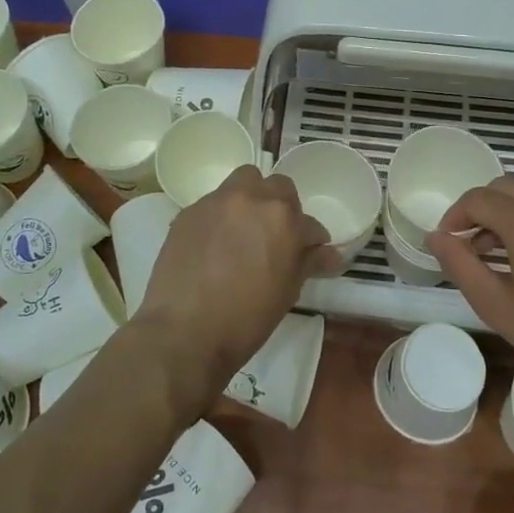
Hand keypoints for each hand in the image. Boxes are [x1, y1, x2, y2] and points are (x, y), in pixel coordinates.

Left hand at [136, 166, 337, 409]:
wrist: (183, 331)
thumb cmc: (245, 319)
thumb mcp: (286, 292)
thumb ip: (308, 263)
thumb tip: (330, 254)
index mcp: (283, 219)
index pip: (309, 223)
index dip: (311, 241)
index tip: (308, 253)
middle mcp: (252, 199)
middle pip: (278, 187)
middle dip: (284, 208)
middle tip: (276, 236)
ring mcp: (217, 202)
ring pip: (244, 182)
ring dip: (252, 198)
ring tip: (246, 228)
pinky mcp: (190, 211)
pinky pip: (215, 202)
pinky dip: (222, 215)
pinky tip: (215, 243)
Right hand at [427, 177, 513, 426]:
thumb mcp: (498, 307)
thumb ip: (460, 265)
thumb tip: (436, 237)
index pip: (477, 199)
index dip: (455, 215)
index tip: (449, 240)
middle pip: (506, 187)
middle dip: (482, 210)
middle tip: (474, 245)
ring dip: (513, 214)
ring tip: (509, 255)